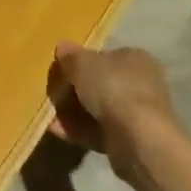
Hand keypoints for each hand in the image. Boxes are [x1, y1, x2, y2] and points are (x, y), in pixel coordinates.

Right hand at [49, 42, 175, 175]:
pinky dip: (78, 130)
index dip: (81, 62)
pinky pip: (98, 132)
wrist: (137, 139)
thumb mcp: (82, 63)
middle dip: (75, 90)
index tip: (61, 70)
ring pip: (98, 110)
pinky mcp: (129, 142)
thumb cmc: (112, 87)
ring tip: (49, 115)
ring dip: (73, 112)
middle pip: (101, 84)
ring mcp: (136, 116)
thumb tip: (62, 48)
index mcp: (135, 59)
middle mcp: (141, 85)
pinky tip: (56, 130)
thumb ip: (70, 56)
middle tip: (53, 94)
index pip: (105, 56)